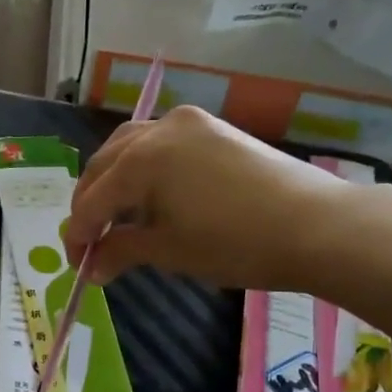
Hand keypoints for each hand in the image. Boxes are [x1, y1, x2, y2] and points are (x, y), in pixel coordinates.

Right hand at [62, 107, 355, 286]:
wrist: (315, 226)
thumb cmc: (234, 243)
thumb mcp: (169, 251)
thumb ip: (121, 252)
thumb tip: (92, 267)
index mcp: (140, 160)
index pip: (92, 201)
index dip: (79, 236)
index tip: (76, 265)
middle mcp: (157, 129)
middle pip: (104, 165)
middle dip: (91, 204)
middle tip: (90, 243)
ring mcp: (188, 124)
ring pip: (130, 147)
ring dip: (114, 181)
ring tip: (116, 217)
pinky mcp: (213, 129)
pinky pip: (161, 143)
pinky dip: (144, 168)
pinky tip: (151, 196)